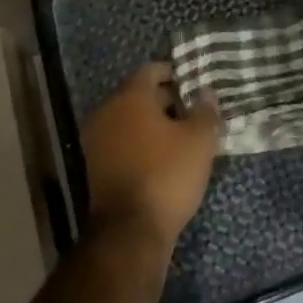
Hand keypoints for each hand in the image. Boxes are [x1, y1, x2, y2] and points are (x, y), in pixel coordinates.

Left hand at [83, 64, 218, 244]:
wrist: (130, 231)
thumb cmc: (167, 174)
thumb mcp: (199, 140)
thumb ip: (205, 111)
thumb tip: (206, 94)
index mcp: (129, 97)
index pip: (151, 70)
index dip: (175, 74)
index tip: (195, 84)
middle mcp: (107, 112)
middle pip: (139, 95)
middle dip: (167, 100)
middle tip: (195, 112)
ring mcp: (97, 141)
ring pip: (130, 121)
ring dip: (154, 124)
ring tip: (184, 137)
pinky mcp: (96, 167)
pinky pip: (123, 143)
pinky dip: (142, 144)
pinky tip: (165, 158)